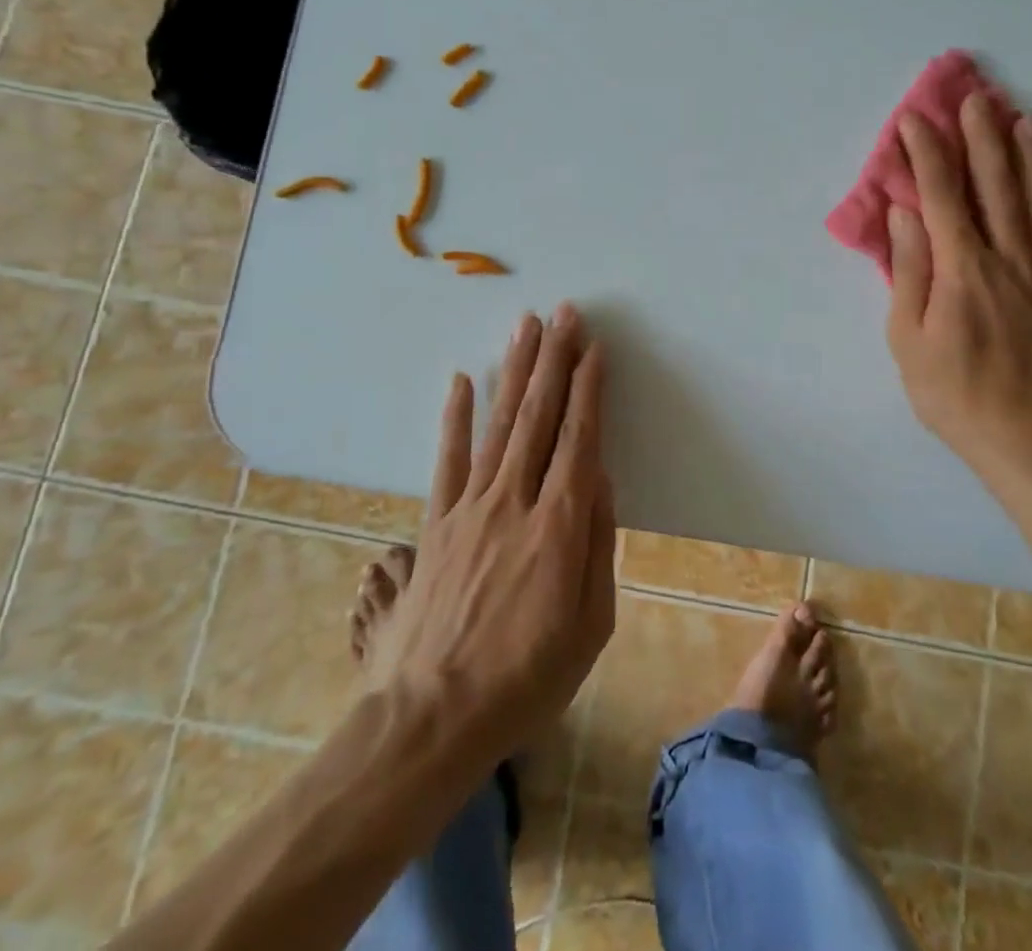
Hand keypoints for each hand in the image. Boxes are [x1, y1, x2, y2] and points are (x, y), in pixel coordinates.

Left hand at [360, 304, 615, 763]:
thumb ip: (598, 544)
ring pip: (498, 424)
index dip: (588, 389)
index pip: (579, 438)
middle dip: (554, 360)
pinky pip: (448, 459)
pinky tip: (463, 380)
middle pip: (539, 416)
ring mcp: (470, 508)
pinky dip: (456, 417)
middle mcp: (514, 501)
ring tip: (525, 327)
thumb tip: (600, 477)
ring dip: (514, 371)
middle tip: (564, 314)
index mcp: (559, 526)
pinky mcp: (435, 523)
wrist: (431, 718)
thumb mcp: (590, 625)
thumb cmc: (526, 679)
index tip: (594, 349)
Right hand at [885, 94, 1031, 483]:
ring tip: (1026, 123)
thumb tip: (906, 214)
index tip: (915, 121)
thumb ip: (909, 271)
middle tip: (976, 100)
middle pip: (998, 188)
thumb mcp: (908, 338)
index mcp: (964, 270)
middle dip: (983, 140)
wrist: (1025, 440)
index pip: (943, 197)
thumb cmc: (952, 392)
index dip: (928, 154)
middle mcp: (1011, 260)